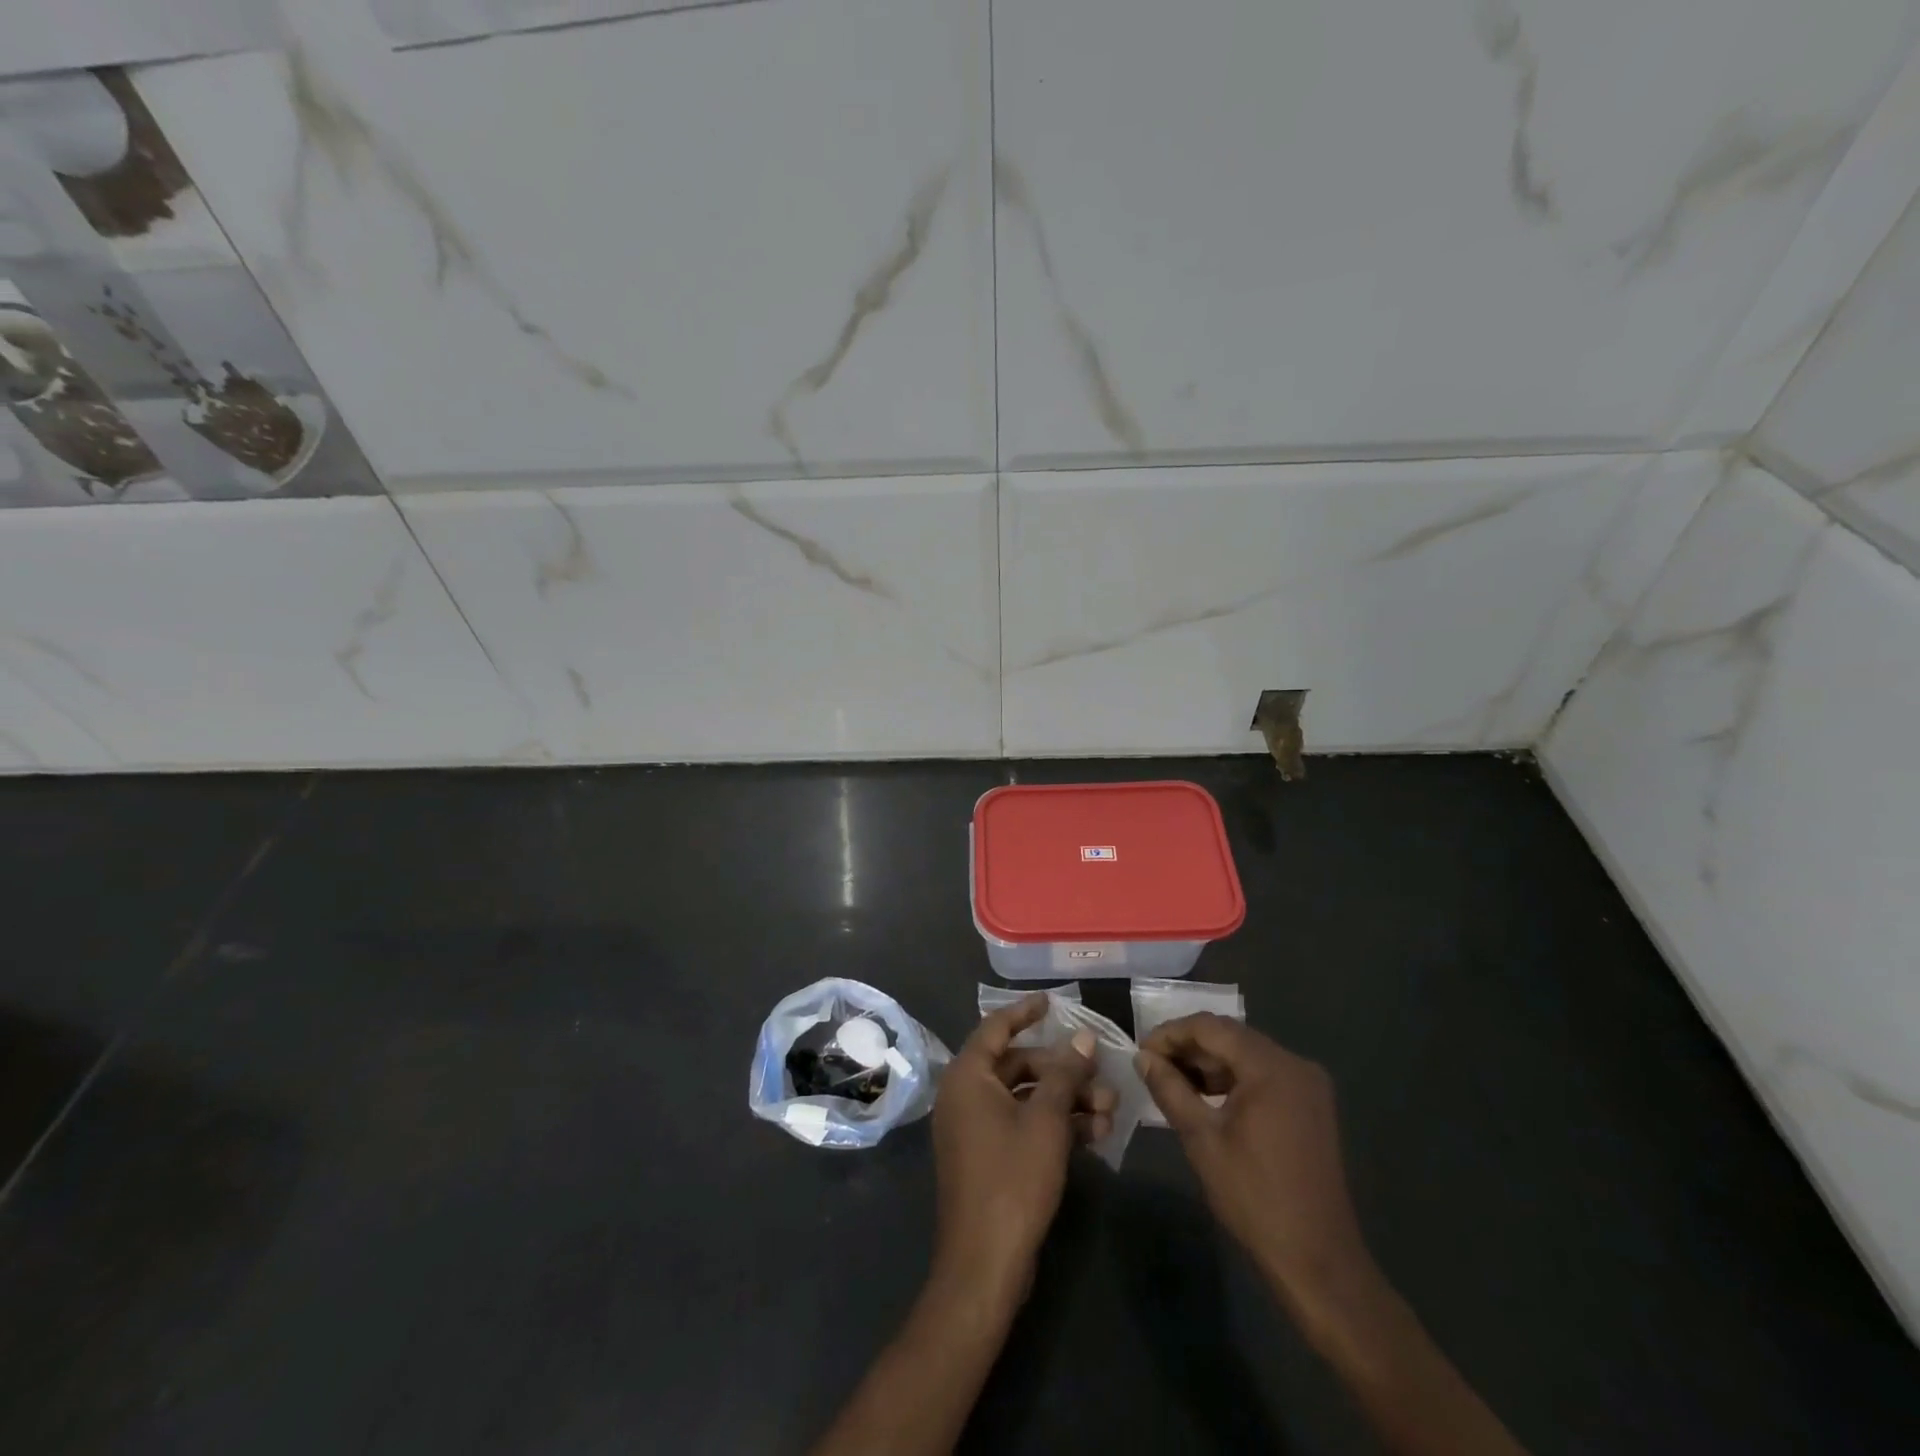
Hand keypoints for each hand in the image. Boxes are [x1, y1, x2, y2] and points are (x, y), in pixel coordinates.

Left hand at [932, 994, 1114, 1291]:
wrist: (985, 1265)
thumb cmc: (1012, 1180)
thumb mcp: (1046, 1122)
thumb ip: (1065, 1075)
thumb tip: (1082, 1038)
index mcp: (968, 1077)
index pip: (996, 1028)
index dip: (1025, 1012)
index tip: (1052, 1001)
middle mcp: (965, 1095)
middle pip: (1018, 1066)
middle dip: (1063, 1071)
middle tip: (1101, 1076)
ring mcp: (975, 1128)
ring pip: (1025, 1098)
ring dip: (1066, 1100)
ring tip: (1110, 1111)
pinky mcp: (988, 1158)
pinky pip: (1022, 1125)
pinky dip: (1054, 1125)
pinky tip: (1094, 1133)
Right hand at [1135, 1014, 1368, 1302]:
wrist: (1317, 1262)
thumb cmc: (1254, 1197)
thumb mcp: (1201, 1139)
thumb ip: (1170, 1089)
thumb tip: (1143, 1058)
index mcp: (1271, 1067)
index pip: (1210, 1027)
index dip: (1171, 1033)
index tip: (1141, 1051)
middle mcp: (1295, 1064)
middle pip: (1231, 1037)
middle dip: (1189, 1047)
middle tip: (1152, 1065)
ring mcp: (1308, 1085)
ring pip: (1246, 1055)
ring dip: (1209, 1063)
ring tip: (1173, 1081)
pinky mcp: (1311, 1106)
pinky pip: (1263, 1075)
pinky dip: (1233, 1079)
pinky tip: (1206, 1097)